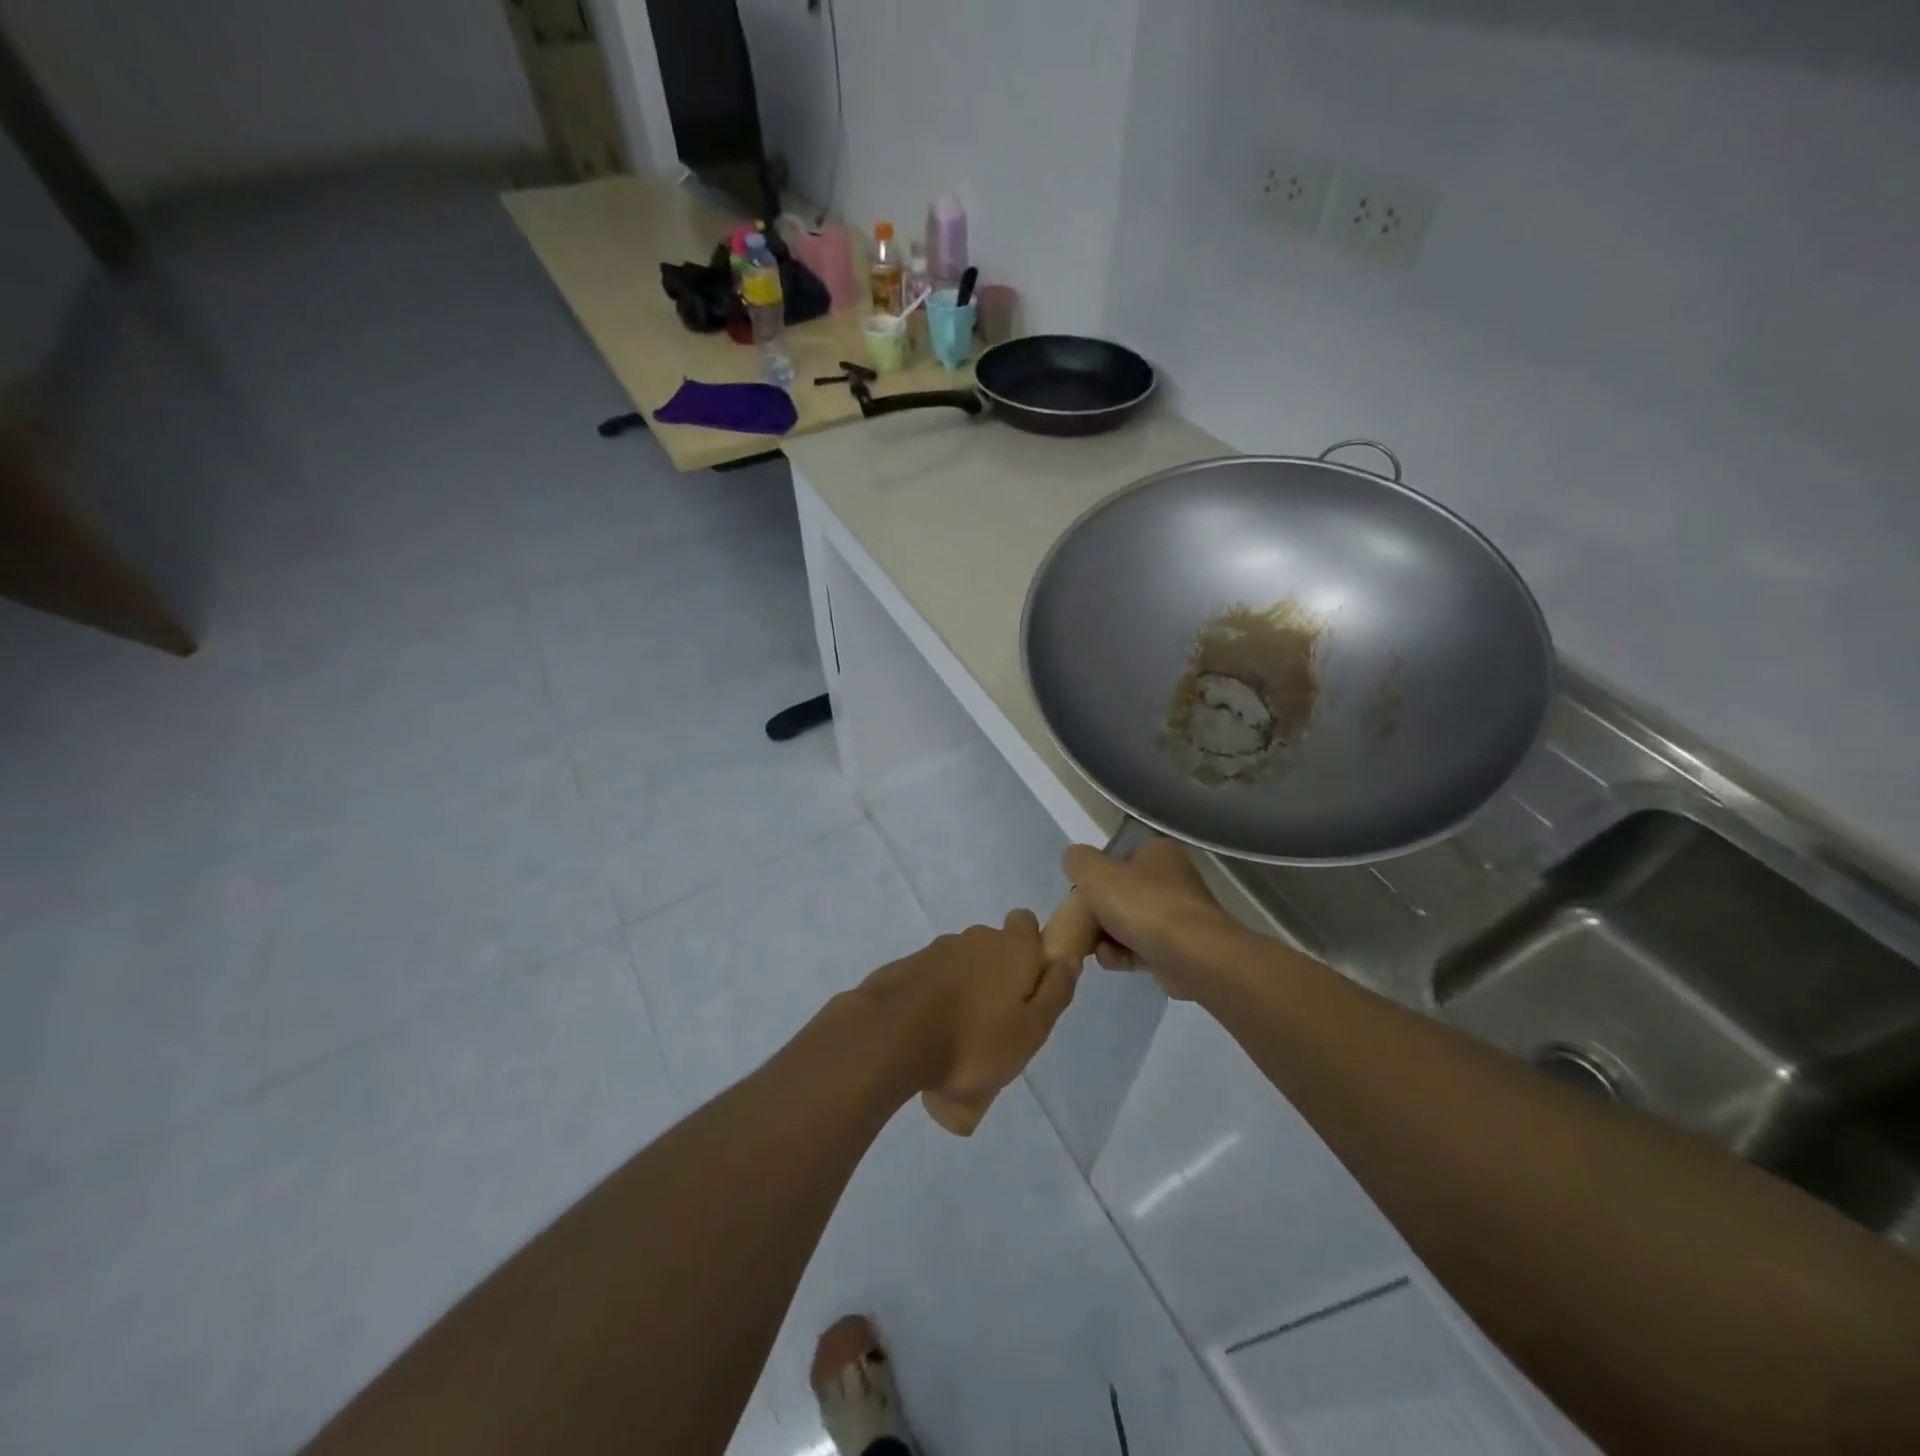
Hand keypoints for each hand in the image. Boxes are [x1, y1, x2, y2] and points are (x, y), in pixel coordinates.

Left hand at [859, 910, 1077, 1136]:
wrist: (892, 1036)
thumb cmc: (973, 1040)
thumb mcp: (1031, 1030)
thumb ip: (1055, 992)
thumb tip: (1069, 959)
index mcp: (1012, 947)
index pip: (1027, 923)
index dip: (1033, 947)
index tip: (1030, 984)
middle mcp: (976, 938)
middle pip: (995, 946)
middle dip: (999, 974)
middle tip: (998, 1021)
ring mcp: (938, 949)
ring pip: (963, 963)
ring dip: (967, 988)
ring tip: (962, 1037)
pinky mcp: (908, 966)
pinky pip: (934, 978)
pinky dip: (938, 997)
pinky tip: (932, 1033)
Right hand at [1060, 837, 1241, 999]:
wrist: (1192, 956)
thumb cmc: (1143, 905)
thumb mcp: (1096, 873)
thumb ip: (1077, 861)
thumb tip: (1073, 861)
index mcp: (1158, 852)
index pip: (1116, 860)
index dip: (1094, 879)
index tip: (1080, 899)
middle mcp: (1172, 879)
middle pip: (1120, 895)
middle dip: (1098, 914)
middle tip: (1083, 928)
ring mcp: (1178, 916)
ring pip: (1128, 924)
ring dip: (1107, 938)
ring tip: (1099, 950)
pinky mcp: (1179, 948)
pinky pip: (1141, 948)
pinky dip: (1124, 955)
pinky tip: (1113, 962)